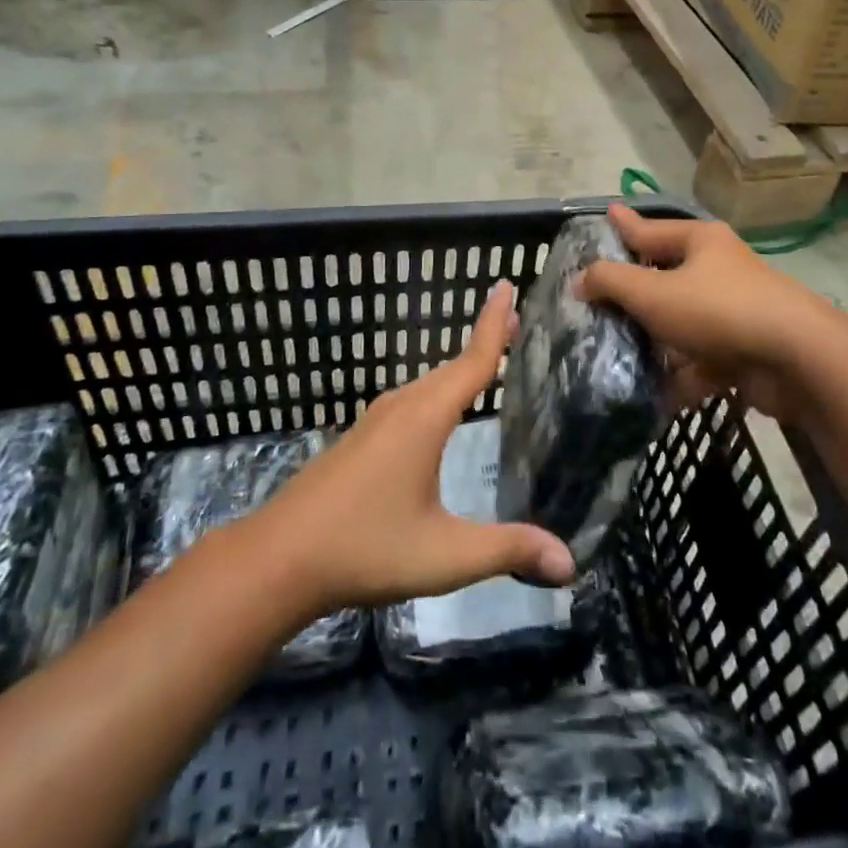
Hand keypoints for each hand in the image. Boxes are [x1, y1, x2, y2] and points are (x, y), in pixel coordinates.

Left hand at [252, 282, 574, 617]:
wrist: (277, 559)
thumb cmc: (365, 549)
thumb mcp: (445, 555)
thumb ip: (507, 550)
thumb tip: (570, 563)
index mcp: (425, 418)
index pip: (472, 360)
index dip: (494, 322)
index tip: (506, 284)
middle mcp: (401, 407)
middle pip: (451, 367)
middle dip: (483, 342)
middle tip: (514, 323)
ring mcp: (374, 421)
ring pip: (427, 385)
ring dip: (458, 369)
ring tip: (485, 362)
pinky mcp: (358, 439)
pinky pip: (409, 401)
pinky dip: (436, 392)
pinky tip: (437, 413)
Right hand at [578, 205, 830, 421]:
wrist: (797, 359)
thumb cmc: (717, 310)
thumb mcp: (652, 293)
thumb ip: (610, 282)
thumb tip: (581, 280)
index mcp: (700, 242)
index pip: (650, 230)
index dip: (624, 226)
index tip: (608, 215)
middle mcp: (718, 269)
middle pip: (665, 278)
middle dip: (634, 295)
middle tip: (597, 302)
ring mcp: (734, 311)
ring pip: (682, 323)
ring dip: (656, 342)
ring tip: (618, 355)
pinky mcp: (745, 349)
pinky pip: (702, 359)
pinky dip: (683, 375)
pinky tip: (656, 395)